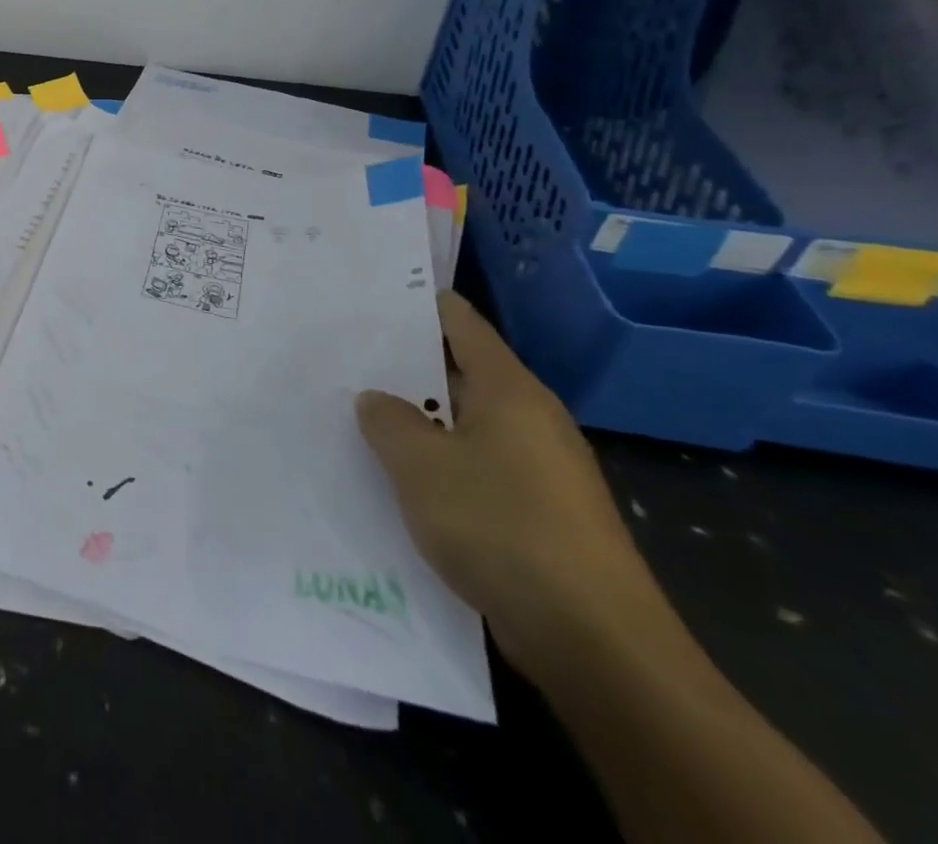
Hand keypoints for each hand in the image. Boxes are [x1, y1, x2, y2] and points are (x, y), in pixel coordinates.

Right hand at [356, 292, 668, 679]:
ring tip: (357, 414)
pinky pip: (474, 469)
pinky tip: (396, 478)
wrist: (594, 642)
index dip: (418, 304)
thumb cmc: (501, 525)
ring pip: (463, 425)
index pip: (461, 323)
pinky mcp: (537, 514)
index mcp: (509, 390)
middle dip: (404, 366)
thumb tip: (376, 399)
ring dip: (417, 421)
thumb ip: (388, 421)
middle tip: (343, 356)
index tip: (369, 294)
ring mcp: (537, 469)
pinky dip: (437, 465)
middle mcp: (529, 419)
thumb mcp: (421, 465)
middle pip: (459, 373)